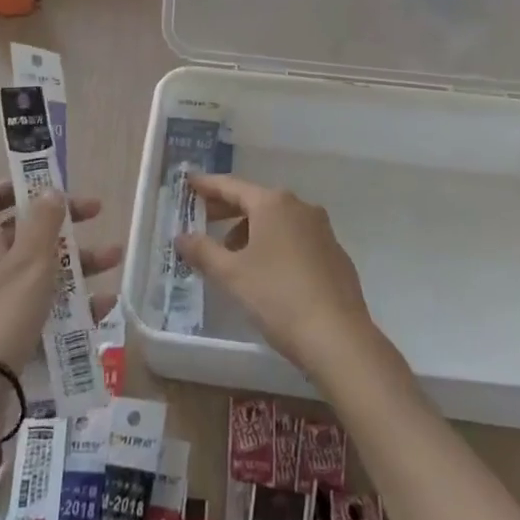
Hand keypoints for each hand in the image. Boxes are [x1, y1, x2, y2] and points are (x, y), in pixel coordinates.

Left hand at [0, 182, 120, 413]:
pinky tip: (105, 306)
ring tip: (115, 260)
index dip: (17, 185)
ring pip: (42, 269)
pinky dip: (74, 303)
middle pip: (26, 232)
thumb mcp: (29, 260)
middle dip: (64, 223)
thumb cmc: (0, 312)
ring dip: (78, 261)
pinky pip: (46, 307)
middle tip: (97, 215)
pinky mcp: (11, 332)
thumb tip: (50, 188)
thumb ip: (44, 221)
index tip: (51, 185)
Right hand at [175, 173, 379, 380]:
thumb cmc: (278, 297)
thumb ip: (203, 251)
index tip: (189, 182)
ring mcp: (322, 230)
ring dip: (251, 231)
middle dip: (228, 210)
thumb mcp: (232, 275)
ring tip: (232, 256)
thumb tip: (181, 237)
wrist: (338, 337)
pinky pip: (296, 239)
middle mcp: (300, 207)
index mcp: (273, 204)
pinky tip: (266, 272)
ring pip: (277, 221)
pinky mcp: (335, 254)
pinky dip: (275, 245)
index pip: (232, 186)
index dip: (208, 185)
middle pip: (256, 201)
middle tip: (203, 219)